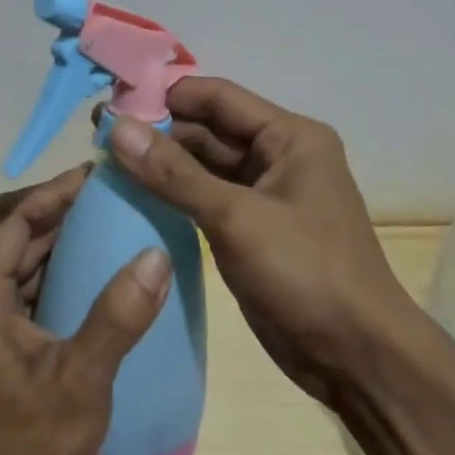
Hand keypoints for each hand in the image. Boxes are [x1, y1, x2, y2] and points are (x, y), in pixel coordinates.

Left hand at [0, 165, 170, 454]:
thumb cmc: (22, 446)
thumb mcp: (81, 381)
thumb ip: (118, 317)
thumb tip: (156, 256)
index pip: (12, 219)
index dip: (53, 191)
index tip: (96, 175)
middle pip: (10, 235)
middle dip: (56, 212)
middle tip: (108, 199)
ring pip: (12, 263)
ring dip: (52, 243)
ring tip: (103, 230)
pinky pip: (14, 291)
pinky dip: (46, 275)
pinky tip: (84, 282)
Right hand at [105, 78, 411, 402]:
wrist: (357, 357)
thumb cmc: (306, 273)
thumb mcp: (237, 218)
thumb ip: (175, 173)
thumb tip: (118, 127)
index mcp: (289, 136)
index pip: (217, 97)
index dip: (165, 96)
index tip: (111, 104)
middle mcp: (278, 156)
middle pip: (208, 129)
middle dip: (157, 133)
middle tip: (97, 139)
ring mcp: (265, 195)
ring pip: (204, 166)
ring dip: (162, 165)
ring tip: (104, 165)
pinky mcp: (252, 229)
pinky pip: (206, 199)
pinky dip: (174, 196)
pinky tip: (133, 198)